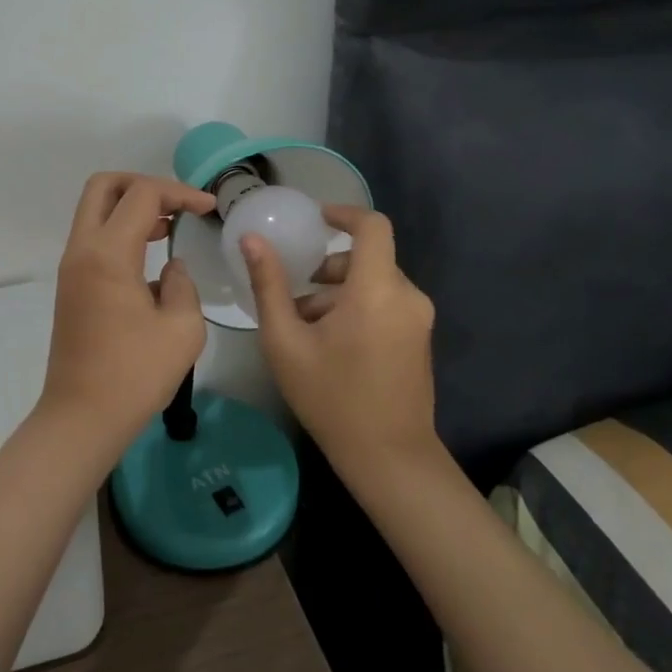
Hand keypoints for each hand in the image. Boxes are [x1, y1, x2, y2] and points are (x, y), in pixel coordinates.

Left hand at [43, 171, 215, 449]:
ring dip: (131, 207)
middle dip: (143, 184)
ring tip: (169, 225)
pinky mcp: (70, 285)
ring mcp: (71, 267)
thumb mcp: (182, 328)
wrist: (82, 418)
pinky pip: (93, 238)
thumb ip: (183, 285)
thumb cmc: (135, 375)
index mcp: (108, 254)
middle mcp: (82, 250)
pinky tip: (151, 255)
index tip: (209, 208)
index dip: (180, 192)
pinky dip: (120, 230)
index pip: (142, 195)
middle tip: (176, 204)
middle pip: (104, 186)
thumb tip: (171, 269)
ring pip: (94, 211)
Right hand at [241, 204, 437, 476]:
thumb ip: (269, 285)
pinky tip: (331, 344)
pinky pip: (386, 303)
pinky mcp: (420, 338)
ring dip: (339, 292)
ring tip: (306, 327)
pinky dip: (357, 308)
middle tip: (295, 292)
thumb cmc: (331, 398)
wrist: (389, 458)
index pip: (372, 226)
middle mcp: (406, 296)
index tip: (315, 218)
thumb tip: (251, 240)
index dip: (344, 213)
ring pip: (374, 283)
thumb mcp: (286, 341)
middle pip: (367, 258)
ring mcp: (418, 319)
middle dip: (328, 268)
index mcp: (377, 290)